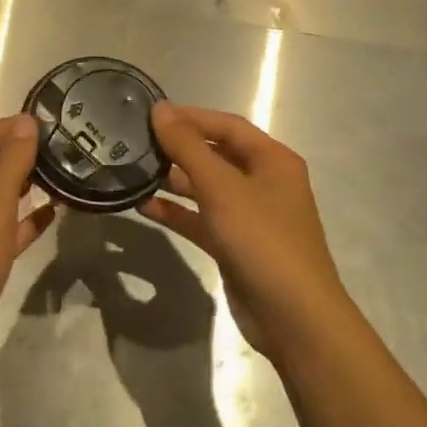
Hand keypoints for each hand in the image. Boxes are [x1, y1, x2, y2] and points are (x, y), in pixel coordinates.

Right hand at [140, 103, 351, 364]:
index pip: (227, 125)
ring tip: (134, 171)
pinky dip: (178, 212)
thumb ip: (188, 147)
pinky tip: (145, 207)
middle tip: (135, 143)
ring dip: (174, 180)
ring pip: (207, 188)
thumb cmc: (262, 240)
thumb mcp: (222, 188)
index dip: (189, 117)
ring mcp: (251, 216)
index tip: (148, 115)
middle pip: (217, 154)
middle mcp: (264, 182)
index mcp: (272, 160)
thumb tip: (160, 109)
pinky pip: (202, 219)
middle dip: (179, 148)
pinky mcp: (236, 245)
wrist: (293, 317)